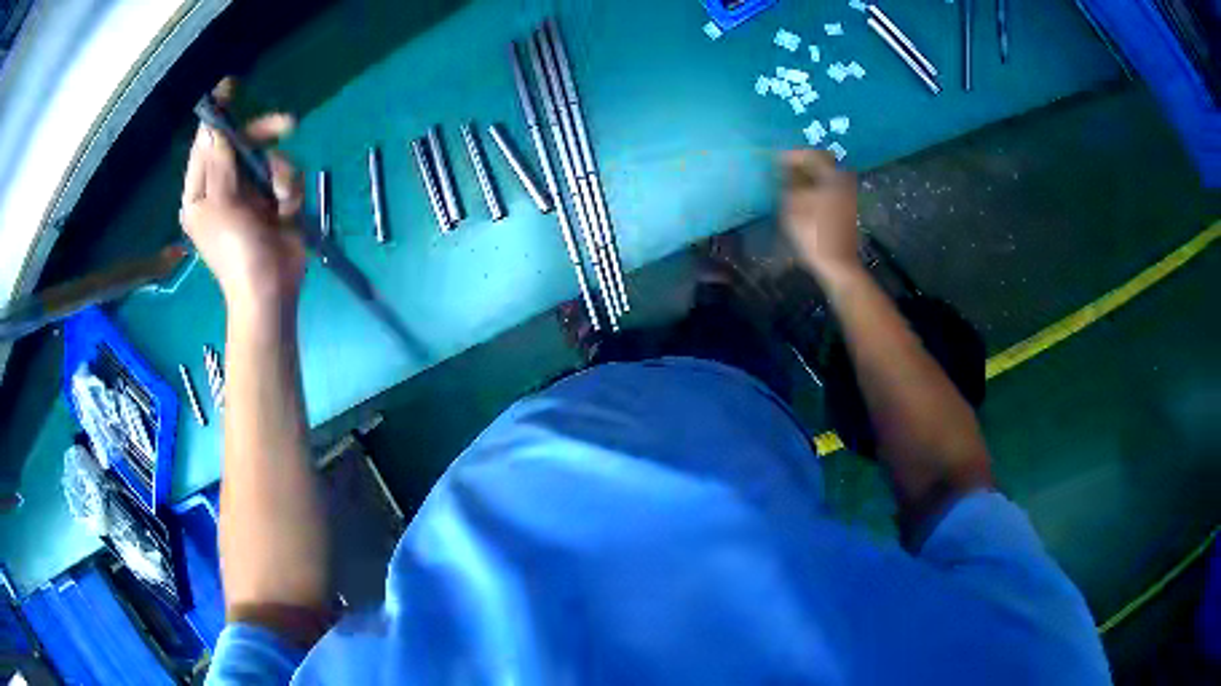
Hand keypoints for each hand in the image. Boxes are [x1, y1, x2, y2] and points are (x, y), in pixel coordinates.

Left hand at [180, 81, 304, 315]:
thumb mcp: (221, 205)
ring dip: (280, 175)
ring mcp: (250, 195)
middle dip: (263, 137)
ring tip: (281, 201)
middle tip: (286, 125)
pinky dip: (291, 190)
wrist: (271, 291)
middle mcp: (224, 189)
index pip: (206, 145)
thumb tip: (214, 125)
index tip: (229, 87)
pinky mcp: (274, 201)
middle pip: (242, 144)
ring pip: (269, 158)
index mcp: (201, 193)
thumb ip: (219, 162)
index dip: (218, 116)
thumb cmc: (237, 252)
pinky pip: (286, 176)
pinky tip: (288, 211)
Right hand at [780, 150, 861, 279]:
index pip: (811, 154)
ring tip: (788, 184)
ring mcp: (847, 195)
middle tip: (782, 170)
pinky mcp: (845, 208)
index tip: (774, 160)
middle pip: (820, 163)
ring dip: (806, 177)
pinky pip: (827, 188)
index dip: (792, 155)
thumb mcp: (793, 204)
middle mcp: (843, 180)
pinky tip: (801, 197)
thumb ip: (787, 180)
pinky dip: (814, 188)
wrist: (837, 264)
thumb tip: (781, 165)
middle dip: (800, 164)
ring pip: (824, 176)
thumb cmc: (814, 232)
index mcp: (833, 175)